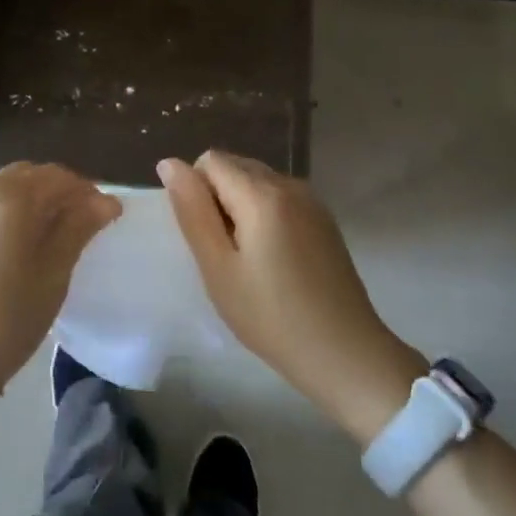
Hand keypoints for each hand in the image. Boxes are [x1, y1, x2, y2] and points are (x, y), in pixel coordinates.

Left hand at [0, 162, 120, 391]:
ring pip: (6, 190)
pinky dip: (8, 213)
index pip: (59, 176)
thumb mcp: (54, 272)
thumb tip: (106, 200)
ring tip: (51, 235)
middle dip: (59, 193)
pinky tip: (17, 244)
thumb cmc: (8, 317)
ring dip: (33, 201)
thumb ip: (80, 227)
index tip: (106, 215)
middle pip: (30, 176)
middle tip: (82, 224)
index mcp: (10, 194)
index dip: (87, 192)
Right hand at [159, 151, 426, 444]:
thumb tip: (169, 163)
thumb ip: (192, 211)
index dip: (197, 192)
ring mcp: (311, 200)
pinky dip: (264, 214)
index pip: (210, 160)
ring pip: (257, 181)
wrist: (346, 354)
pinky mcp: (324, 219)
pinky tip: (273, 260)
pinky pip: (279, 197)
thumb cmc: (271, 317)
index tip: (206, 237)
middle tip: (224, 253)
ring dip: (240, 205)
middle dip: (218, 197)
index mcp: (261, 193)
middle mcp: (289, 184)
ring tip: (248, 259)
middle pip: (235, 166)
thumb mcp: (218, 268)